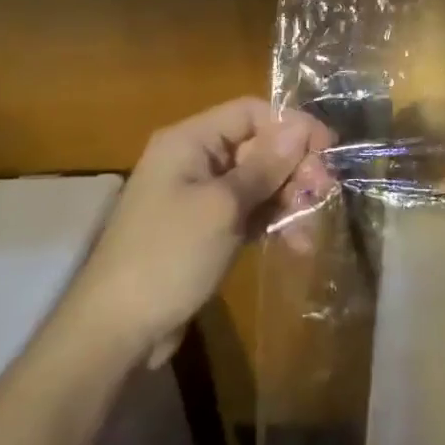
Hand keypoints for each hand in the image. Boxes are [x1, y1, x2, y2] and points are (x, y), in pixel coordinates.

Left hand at [64, 98, 335, 362]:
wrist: (115, 332)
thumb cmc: (168, 256)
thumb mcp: (223, 207)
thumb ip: (266, 165)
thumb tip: (301, 127)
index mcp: (190, 141)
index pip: (252, 112)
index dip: (292, 126)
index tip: (328, 150)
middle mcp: (195, 160)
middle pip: (260, 147)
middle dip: (295, 168)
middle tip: (325, 194)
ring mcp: (200, 197)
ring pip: (260, 182)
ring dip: (290, 200)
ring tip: (312, 229)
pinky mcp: (207, 229)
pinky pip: (250, 212)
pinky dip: (274, 223)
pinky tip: (297, 245)